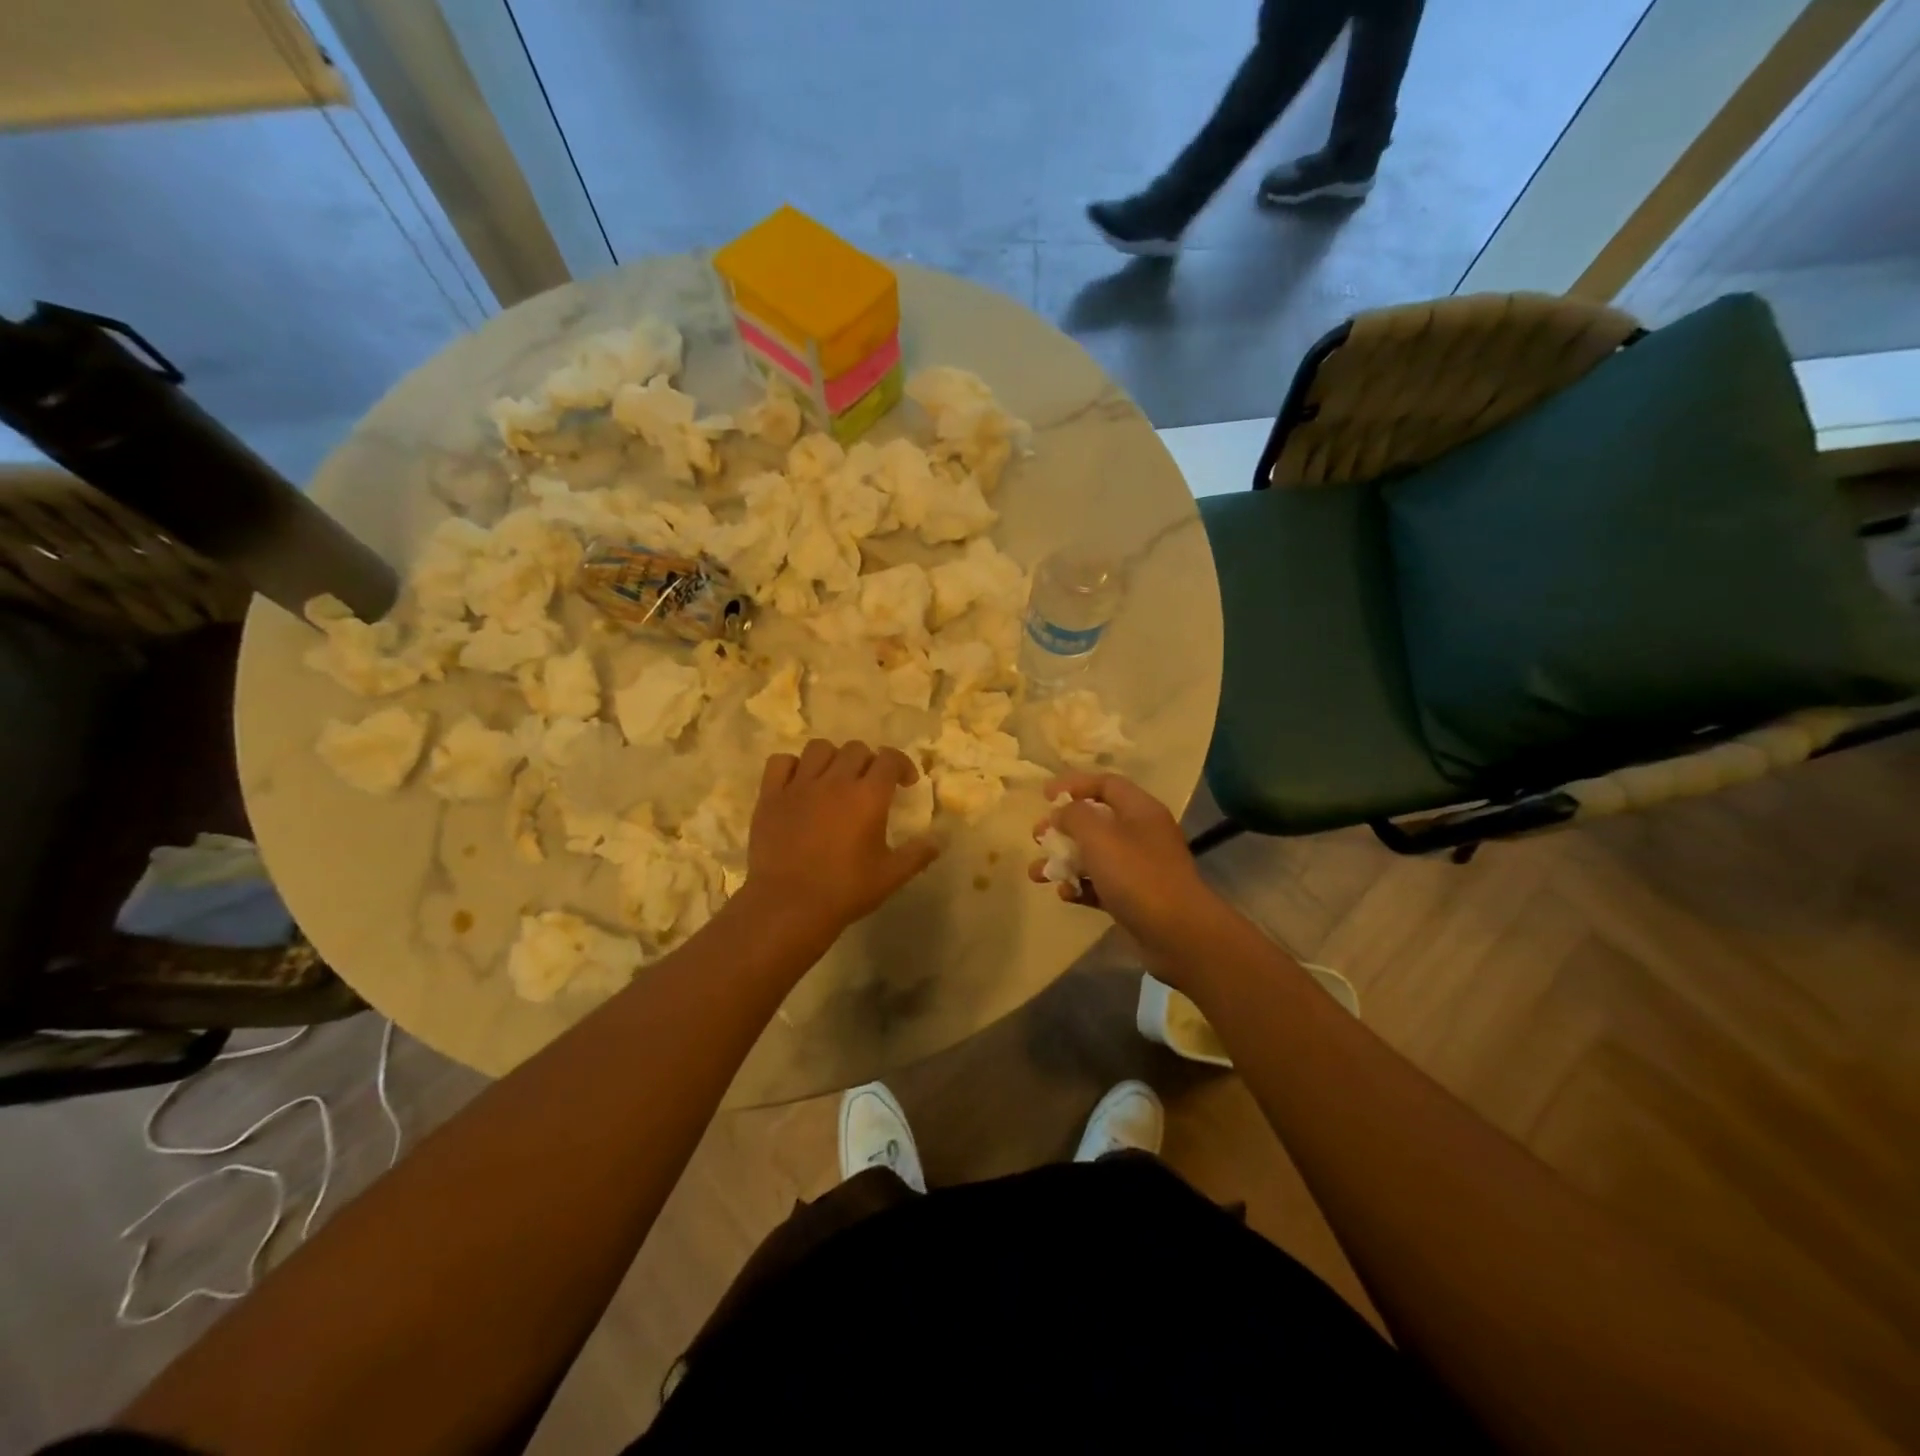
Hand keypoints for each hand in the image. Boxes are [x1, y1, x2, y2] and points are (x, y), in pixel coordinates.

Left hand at [744, 739, 939, 944]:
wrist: (788, 906)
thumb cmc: (844, 890)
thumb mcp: (890, 876)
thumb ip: (917, 855)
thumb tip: (938, 841)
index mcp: (868, 796)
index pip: (890, 758)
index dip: (902, 765)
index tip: (905, 783)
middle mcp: (835, 781)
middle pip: (856, 749)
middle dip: (869, 761)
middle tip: (870, 785)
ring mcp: (799, 785)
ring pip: (819, 748)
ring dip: (833, 758)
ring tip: (834, 779)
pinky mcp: (770, 796)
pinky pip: (781, 762)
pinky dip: (793, 766)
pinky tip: (799, 783)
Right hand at [1028, 771, 1221, 952]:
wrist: (1178, 934)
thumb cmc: (1137, 875)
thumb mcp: (1099, 836)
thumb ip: (1074, 816)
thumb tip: (1060, 812)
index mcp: (1140, 810)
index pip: (1106, 784)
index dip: (1074, 784)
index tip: (1044, 796)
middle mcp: (1141, 834)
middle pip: (1096, 820)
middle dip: (1063, 827)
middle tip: (1037, 837)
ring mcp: (1139, 868)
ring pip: (1094, 856)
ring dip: (1064, 861)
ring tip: (1037, 874)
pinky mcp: (1134, 898)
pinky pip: (1100, 885)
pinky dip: (1080, 887)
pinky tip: (1065, 895)